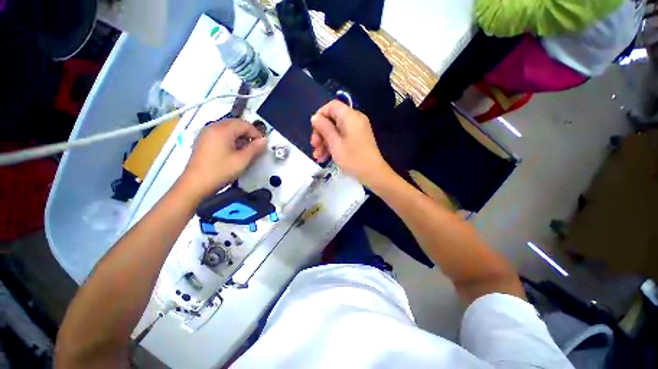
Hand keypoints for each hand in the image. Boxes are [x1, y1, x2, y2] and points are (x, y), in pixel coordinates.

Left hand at [178, 119, 265, 199]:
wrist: (195, 184)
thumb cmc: (220, 171)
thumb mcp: (242, 160)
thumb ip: (255, 148)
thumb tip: (264, 140)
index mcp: (222, 130)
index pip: (245, 124)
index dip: (256, 133)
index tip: (262, 145)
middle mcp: (213, 127)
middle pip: (236, 124)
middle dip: (248, 134)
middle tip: (255, 147)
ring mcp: (206, 133)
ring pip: (228, 129)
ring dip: (240, 137)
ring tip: (245, 150)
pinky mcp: (203, 140)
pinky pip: (221, 134)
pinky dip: (231, 139)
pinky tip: (233, 151)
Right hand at [310, 100, 391, 186]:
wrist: (373, 174)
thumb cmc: (353, 158)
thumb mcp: (335, 143)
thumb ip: (324, 128)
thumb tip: (315, 117)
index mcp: (350, 116)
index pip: (332, 106)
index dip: (320, 115)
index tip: (314, 130)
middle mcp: (355, 120)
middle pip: (332, 119)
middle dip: (321, 133)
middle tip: (314, 146)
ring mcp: (357, 130)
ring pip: (336, 131)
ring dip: (325, 142)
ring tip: (318, 156)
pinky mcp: (358, 140)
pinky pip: (342, 138)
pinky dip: (333, 145)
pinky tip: (325, 157)